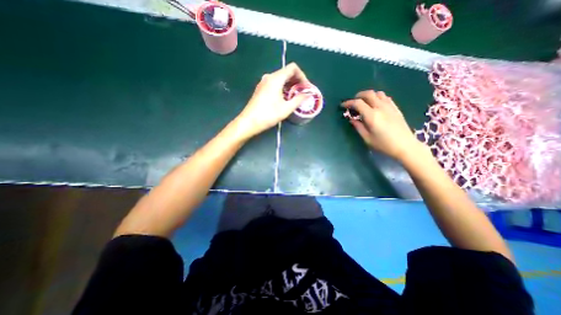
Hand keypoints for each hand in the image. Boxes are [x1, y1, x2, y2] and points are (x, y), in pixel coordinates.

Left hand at [235, 63, 308, 137]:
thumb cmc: (269, 115)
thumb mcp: (286, 108)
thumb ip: (299, 99)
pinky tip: (284, 98)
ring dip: (289, 85)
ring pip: (280, 78)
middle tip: (302, 92)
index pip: (293, 68)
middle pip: (286, 72)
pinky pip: (274, 83)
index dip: (302, 75)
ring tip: (295, 96)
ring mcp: (263, 82)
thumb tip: (307, 94)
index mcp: (276, 78)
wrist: (249, 122)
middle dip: (296, 81)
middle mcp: (269, 77)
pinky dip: (282, 87)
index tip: (305, 87)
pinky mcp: (260, 89)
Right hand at [342, 90, 420, 161]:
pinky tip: (375, 105)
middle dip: (358, 96)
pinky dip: (377, 98)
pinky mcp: (396, 108)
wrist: (405, 146)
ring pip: (378, 93)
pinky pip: (385, 97)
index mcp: (372, 116)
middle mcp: (380, 108)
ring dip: (368, 96)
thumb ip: (358, 127)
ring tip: (364, 103)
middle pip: (368, 94)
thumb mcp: (367, 138)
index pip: (358, 103)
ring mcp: (390, 106)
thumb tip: (352, 119)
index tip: (343, 106)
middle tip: (353, 102)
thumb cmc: (384, 144)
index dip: (348, 103)